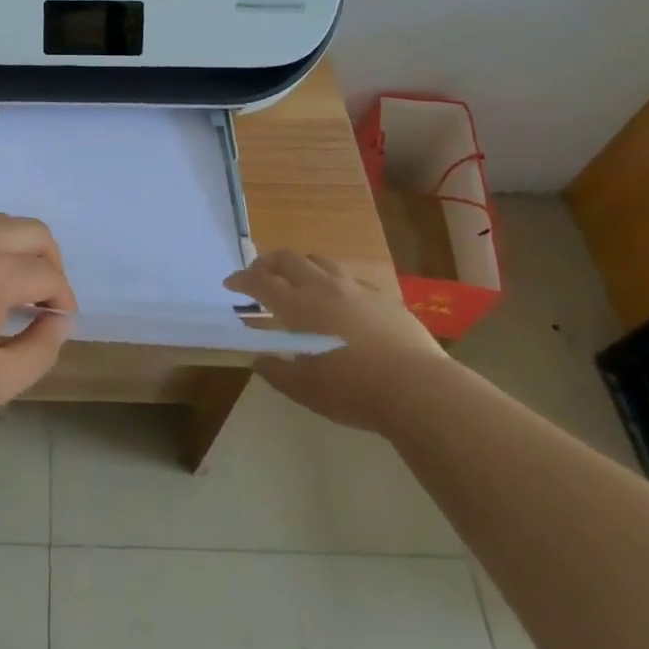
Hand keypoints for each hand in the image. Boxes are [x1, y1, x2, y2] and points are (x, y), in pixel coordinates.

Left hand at [0, 213, 76, 432]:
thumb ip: (40, 349)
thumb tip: (58, 319)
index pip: (49, 275)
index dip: (63, 301)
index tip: (57, 324)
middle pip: (33, 231)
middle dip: (50, 263)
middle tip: (43, 300)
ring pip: (1, 221)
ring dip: (18, 249)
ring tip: (11, 289)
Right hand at [226, 250, 449, 432]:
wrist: (418, 389)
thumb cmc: (352, 390)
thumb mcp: (304, 390)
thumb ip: (276, 371)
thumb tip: (259, 359)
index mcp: (298, 305)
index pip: (260, 281)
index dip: (241, 280)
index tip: (231, 284)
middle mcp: (323, 287)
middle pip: (288, 258)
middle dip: (267, 262)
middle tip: (259, 275)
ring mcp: (356, 288)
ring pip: (320, 260)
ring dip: (301, 265)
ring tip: (297, 280)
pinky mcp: (384, 297)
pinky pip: (349, 277)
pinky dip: (332, 281)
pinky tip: (338, 300)